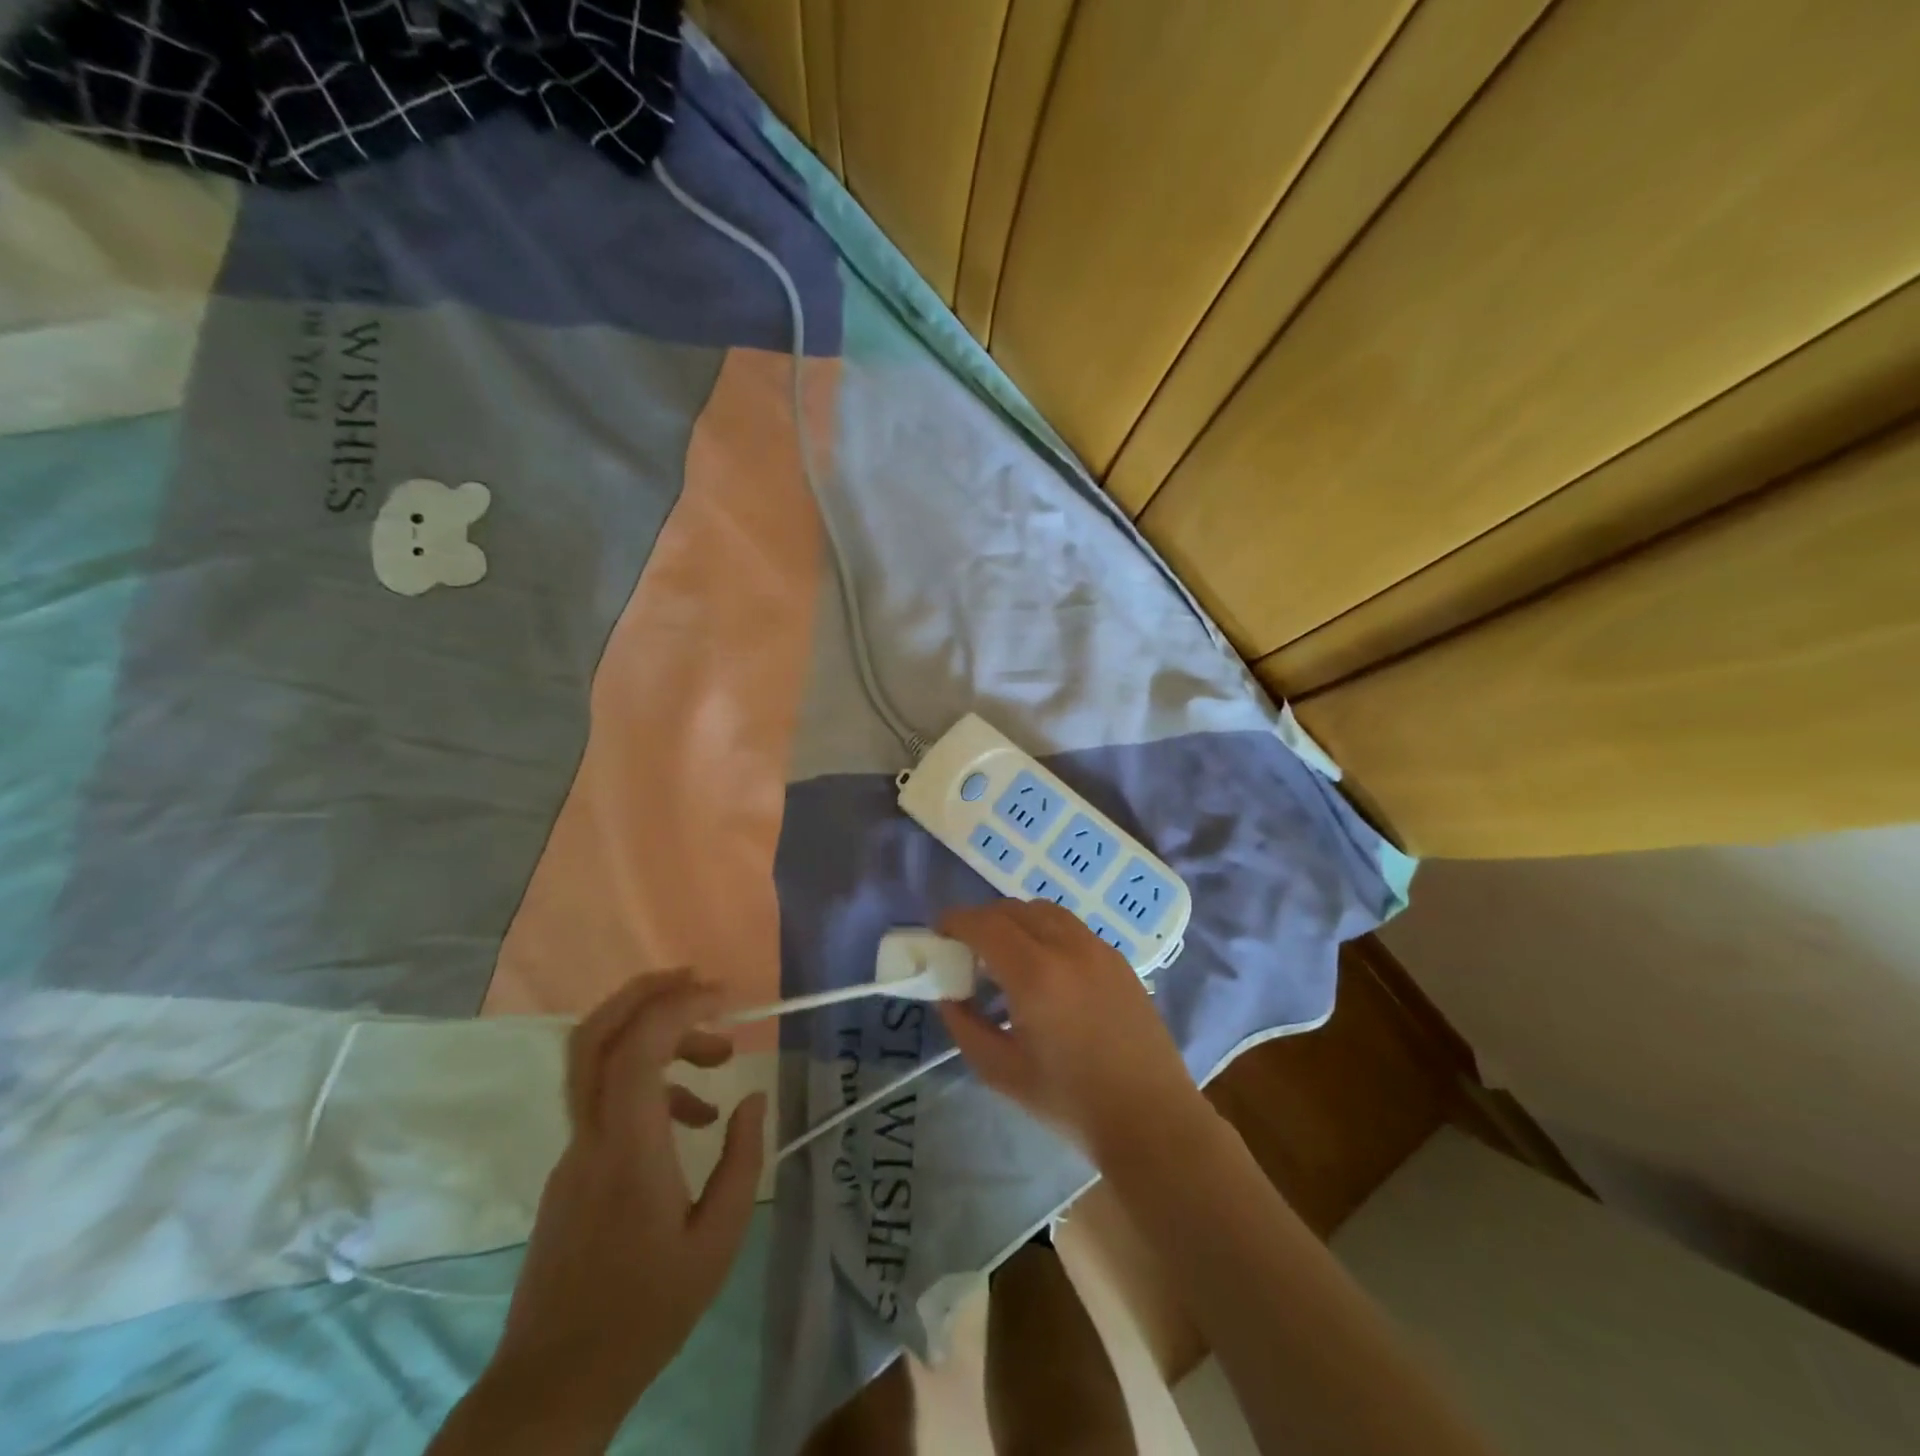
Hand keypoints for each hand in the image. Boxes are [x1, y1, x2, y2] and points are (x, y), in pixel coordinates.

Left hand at [437, 970, 765, 1452]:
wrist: (554, 1383)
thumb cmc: (646, 1313)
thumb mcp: (717, 1242)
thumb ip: (741, 1161)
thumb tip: (751, 1099)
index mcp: (627, 1150)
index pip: (636, 1050)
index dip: (678, 1007)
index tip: (726, 997)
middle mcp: (591, 1137)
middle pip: (593, 1036)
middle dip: (645, 993)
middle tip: (700, 982)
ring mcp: (574, 1150)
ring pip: (600, 1062)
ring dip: (659, 1037)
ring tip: (722, 1054)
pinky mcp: (574, 1166)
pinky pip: (609, 1099)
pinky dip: (653, 1082)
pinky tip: (697, 1117)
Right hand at [936, 900, 1205, 1167]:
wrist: (1150, 1118)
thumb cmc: (1070, 1101)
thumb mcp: (1002, 1072)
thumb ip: (966, 1026)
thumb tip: (949, 996)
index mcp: (1035, 974)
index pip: (985, 924)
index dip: (956, 921)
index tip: (940, 933)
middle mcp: (1067, 947)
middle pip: (1014, 909)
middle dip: (983, 920)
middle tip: (968, 948)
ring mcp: (1098, 949)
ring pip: (1046, 911)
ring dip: (1017, 920)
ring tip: (1006, 954)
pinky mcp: (1119, 960)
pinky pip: (1072, 928)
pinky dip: (1046, 931)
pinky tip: (1046, 967)